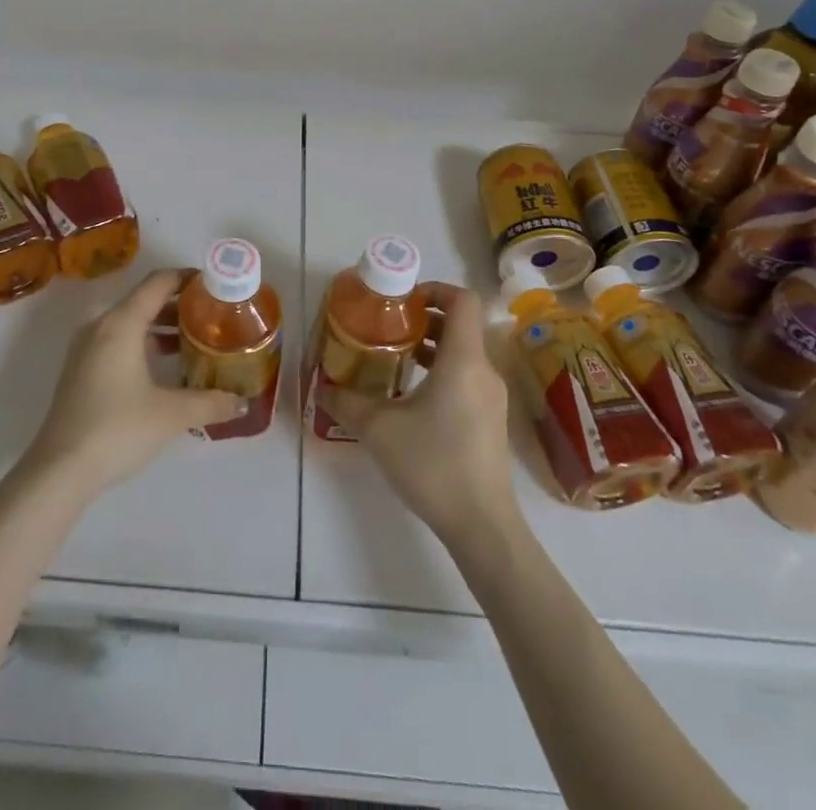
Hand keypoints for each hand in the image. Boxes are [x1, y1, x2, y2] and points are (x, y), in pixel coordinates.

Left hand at [22, 269, 243, 495]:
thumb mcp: (171, 415)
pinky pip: (117, 340)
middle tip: (212, 316)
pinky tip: (164, 367)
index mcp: (121, 323)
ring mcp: (86, 348)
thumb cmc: (117, 429)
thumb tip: (241, 403)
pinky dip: (143, 343)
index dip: (187, 278)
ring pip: (130, 322)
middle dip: (179, 305)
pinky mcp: (80, 369)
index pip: (158, 283)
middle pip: (144, 300)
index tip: (215, 285)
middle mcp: (101, 325)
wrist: (60, 469)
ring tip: (195, 341)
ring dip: (161, 326)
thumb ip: (209, 403)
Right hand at [318, 282, 521, 547]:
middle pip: (462, 324)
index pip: (463, 300)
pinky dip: (442, 370)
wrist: (482, 526)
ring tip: (395, 357)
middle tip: (390, 326)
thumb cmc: (434, 465)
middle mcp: (484, 370)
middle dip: (425, 317)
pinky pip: (468, 376)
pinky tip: (412, 395)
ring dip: (432, 345)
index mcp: (463, 359)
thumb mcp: (379, 430)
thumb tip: (323, 388)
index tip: (402, 300)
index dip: (435, 289)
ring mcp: (492, 397)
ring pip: (464, 352)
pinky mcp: (491, 420)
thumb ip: (348, 402)